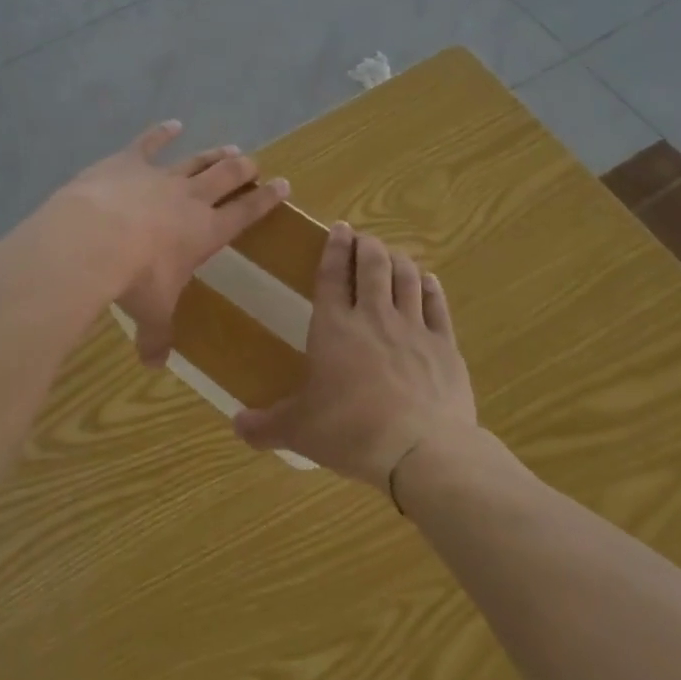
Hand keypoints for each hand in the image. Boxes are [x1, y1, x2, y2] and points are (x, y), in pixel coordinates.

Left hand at [53, 121, 289, 363]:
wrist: (94, 239)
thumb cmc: (134, 279)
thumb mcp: (150, 313)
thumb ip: (155, 337)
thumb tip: (153, 366)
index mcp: (206, 232)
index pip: (246, 212)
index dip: (266, 199)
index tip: (283, 184)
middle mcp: (190, 199)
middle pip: (227, 177)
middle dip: (244, 169)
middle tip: (254, 163)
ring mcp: (161, 176)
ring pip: (196, 160)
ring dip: (213, 154)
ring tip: (229, 148)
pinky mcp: (128, 161)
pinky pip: (149, 143)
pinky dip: (161, 133)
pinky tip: (172, 124)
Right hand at [233, 223, 476, 489]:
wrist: (421, 451)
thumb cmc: (351, 432)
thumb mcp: (299, 431)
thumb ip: (266, 425)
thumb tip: (236, 425)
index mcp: (334, 328)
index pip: (332, 276)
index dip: (335, 248)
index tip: (340, 228)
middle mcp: (374, 317)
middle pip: (373, 266)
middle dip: (368, 246)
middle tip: (364, 238)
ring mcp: (413, 329)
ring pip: (406, 278)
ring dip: (397, 260)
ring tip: (392, 253)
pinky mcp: (444, 346)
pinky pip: (437, 305)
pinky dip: (430, 287)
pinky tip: (427, 279)